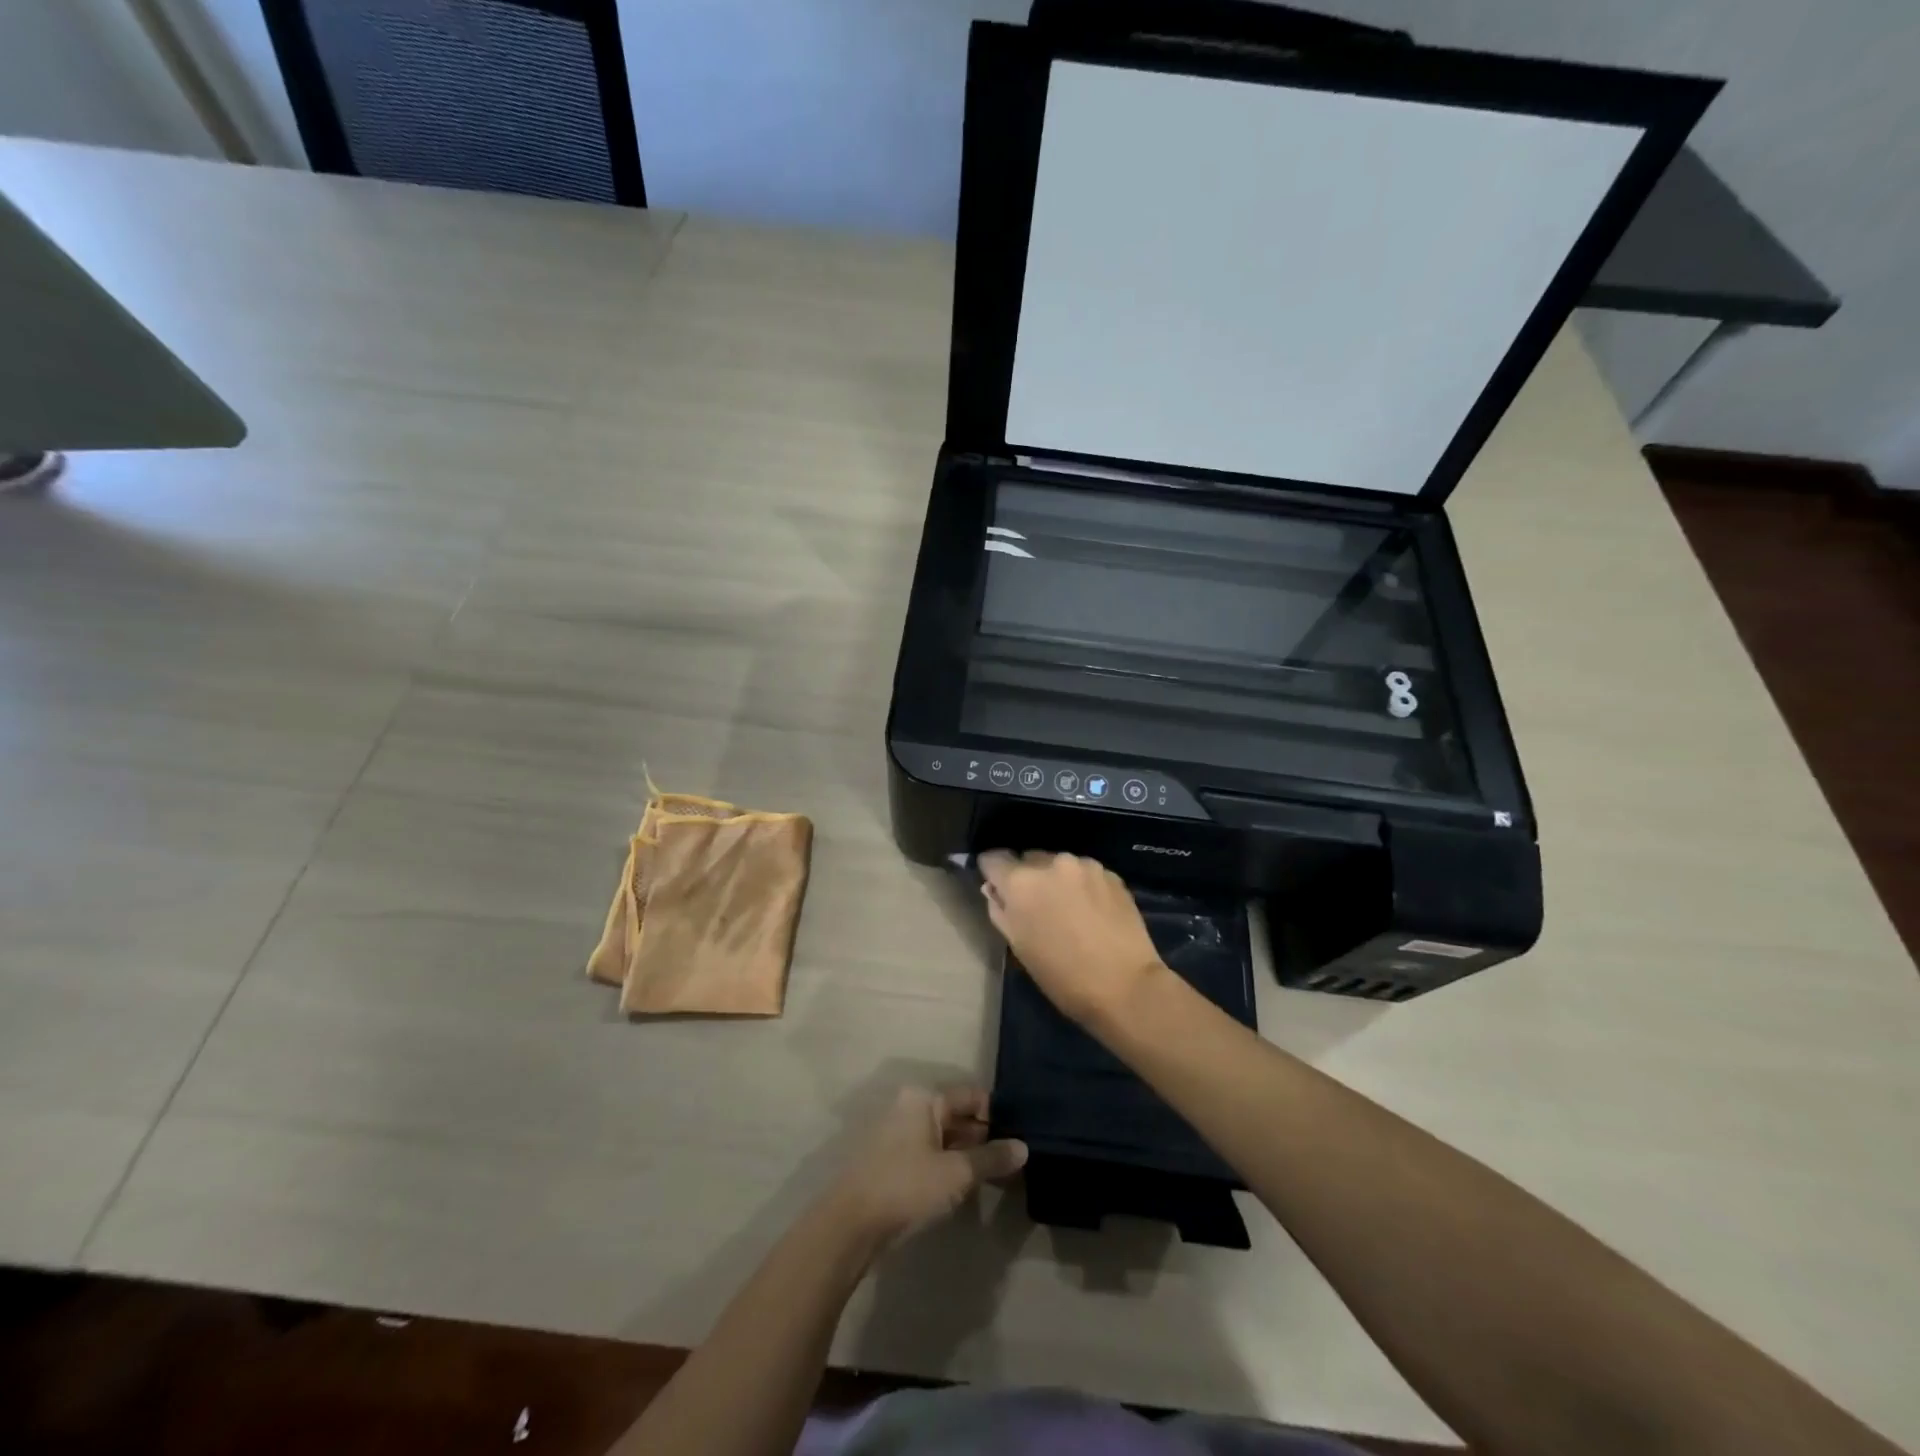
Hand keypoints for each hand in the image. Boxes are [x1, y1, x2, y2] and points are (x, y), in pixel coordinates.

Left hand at [829, 1087, 1026, 1248]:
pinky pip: (931, 1154)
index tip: (1020, 1137)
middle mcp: (911, 1107)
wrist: (851, 1224)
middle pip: (957, 1116)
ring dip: (969, 1154)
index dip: (998, 1115)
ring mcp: (899, 1134)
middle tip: (1014, 1159)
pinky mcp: (893, 1161)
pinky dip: (950, 1165)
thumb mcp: (956, 1173)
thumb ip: (991, 1158)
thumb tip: (1024, 1147)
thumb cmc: (906, 1186)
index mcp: (924, 1099)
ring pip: (945, 1137)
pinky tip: (968, 1185)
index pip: (971, 1096)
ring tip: (998, 1175)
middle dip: (985, 1136)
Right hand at [977, 850, 1165, 1026]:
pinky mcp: (1111, 873)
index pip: (993, 859)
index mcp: (1021, 882)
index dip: (992, 873)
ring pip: (1058, 864)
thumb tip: (995, 890)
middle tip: (1036, 906)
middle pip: (1027, 858)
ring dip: (1056, 880)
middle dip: (1027, 877)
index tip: (997, 888)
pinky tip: (1092, 911)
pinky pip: (1084, 872)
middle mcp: (1051, 862)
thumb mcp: (1019, 947)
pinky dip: (1081, 885)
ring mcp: (1084, 865)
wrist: (1126, 986)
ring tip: (1068, 909)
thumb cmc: (1063, 976)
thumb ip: (1000, 911)